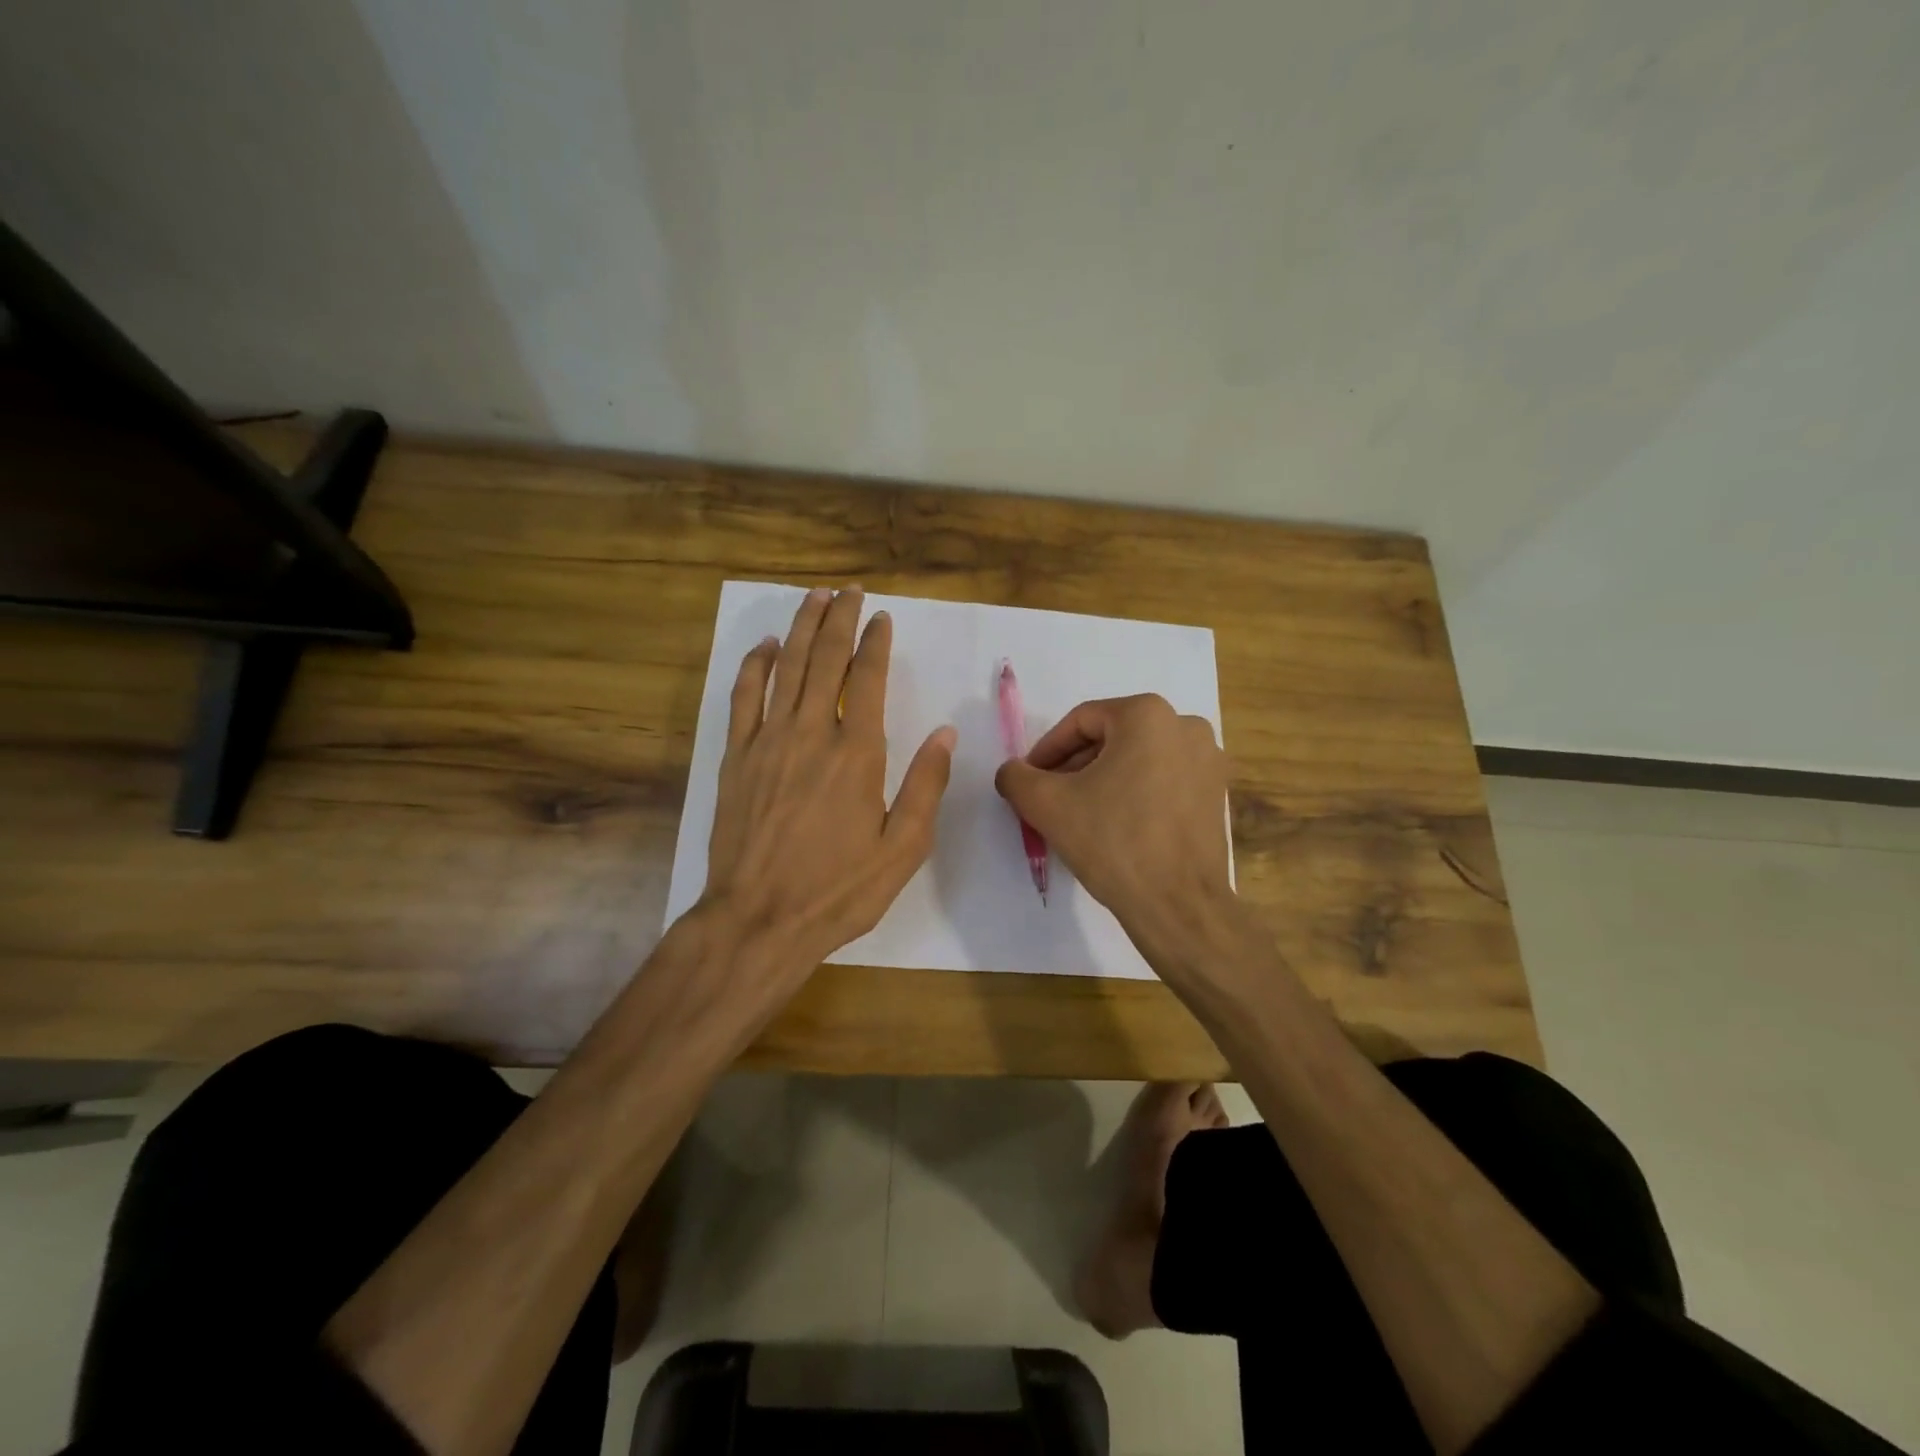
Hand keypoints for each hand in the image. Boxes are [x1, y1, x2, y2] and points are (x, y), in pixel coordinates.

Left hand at [703, 586, 955, 994]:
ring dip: (801, 628)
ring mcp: (767, 742)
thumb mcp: (903, 848)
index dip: (874, 643)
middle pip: (824, 659)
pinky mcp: (736, 758)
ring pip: (785, 667)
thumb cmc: (838, 890)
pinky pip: (743, 697)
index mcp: (856, 754)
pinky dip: (755, 665)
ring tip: (814, 597)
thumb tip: (945, 733)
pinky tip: (766, 646)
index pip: (866, 679)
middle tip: (848, 590)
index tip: (881, 617)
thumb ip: (926, 785)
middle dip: (838, 618)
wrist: (758, 920)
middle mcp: (810, 734)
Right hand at [994, 694, 1231, 947]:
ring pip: (1138, 760)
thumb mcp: (1047, 804)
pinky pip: (1163, 781)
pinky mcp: (1216, 794)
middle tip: (1051, 799)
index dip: (1047, 751)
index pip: (1081, 722)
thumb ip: (1016, 777)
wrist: (1178, 904)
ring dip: (1103, 781)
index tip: (1031, 781)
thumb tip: (1012, 772)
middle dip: (1075, 767)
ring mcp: (1208, 761)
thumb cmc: (1113, 842)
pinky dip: (1135, 794)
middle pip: (1111, 738)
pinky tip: (1115, 827)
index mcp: (1148, 715)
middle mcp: (1185, 726)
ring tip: (1080, 815)